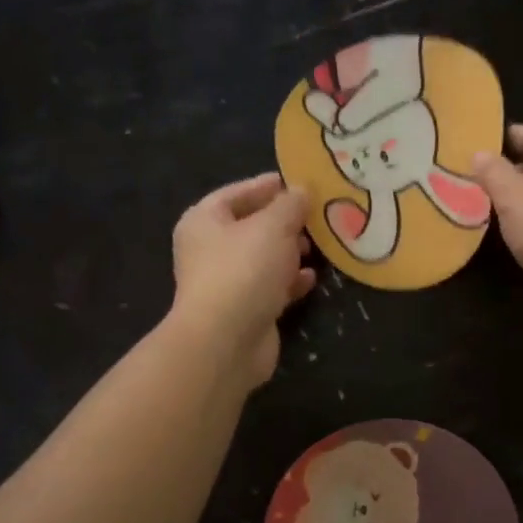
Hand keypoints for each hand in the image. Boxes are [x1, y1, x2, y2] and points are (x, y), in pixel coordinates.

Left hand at [170, 174, 316, 388]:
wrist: (227, 340)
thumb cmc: (244, 270)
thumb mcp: (272, 226)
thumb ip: (290, 205)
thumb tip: (301, 191)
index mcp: (204, 221)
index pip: (236, 193)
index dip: (267, 186)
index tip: (298, 182)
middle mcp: (211, 250)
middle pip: (251, 227)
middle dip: (284, 222)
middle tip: (315, 216)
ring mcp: (227, 282)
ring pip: (263, 259)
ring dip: (290, 252)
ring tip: (318, 246)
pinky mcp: (246, 310)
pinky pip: (271, 287)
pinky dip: (290, 281)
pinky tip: (312, 278)